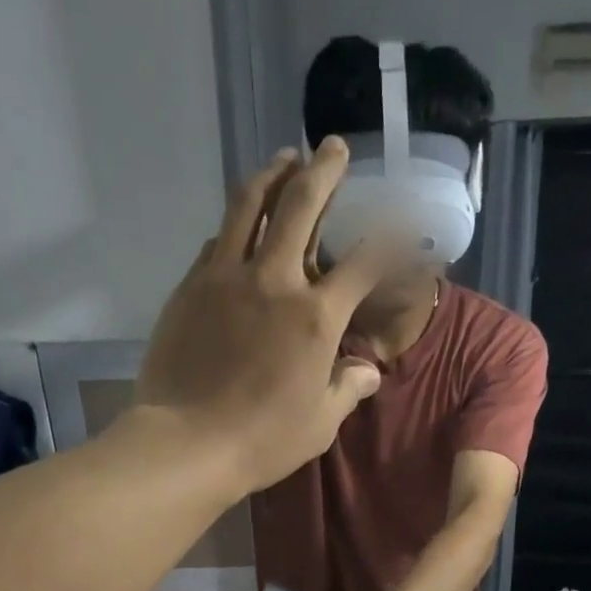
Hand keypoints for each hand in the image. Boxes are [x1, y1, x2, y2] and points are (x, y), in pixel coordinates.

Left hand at [137, 139, 401, 494]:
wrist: (188, 442)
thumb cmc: (264, 440)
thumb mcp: (320, 423)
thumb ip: (347, 389)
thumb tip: (367, 372)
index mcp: (316, 318)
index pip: (364, 263)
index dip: (389, 239)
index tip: (402, 224)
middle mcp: (274, 281)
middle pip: (301, 205)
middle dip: (323, 170)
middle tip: (331, 149)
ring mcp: (226, 277)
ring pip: (250, 206)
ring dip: (271, 176)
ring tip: (283, 161)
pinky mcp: (191, 286)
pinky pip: (218, 241)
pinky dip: (235, 225)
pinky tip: (240, 227)